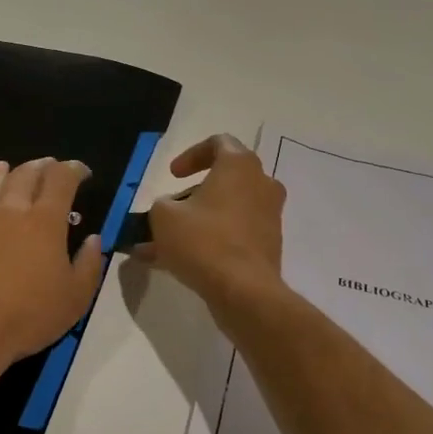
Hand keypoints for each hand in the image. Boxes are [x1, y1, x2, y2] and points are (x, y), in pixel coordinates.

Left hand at [0, 158, 104, 374]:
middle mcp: (11, 213)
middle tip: (48, 166)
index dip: (73, 169)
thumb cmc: (30, 315)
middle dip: (39, 166)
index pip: (61, 180)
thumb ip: (90, 264)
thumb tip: (94, 239)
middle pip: (24, 176)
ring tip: (4, 166)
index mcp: (44, 221)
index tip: (83, 172)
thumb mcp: (76, 296)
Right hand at [135, 135, 284, 308]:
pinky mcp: (269, 244)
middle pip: (225, 178)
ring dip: (199, 220)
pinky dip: (211, 240)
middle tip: (170, 209)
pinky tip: (179, 263)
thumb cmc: (203, 241)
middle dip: (193, 193)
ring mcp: (269, 215)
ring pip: (228, 209)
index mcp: (239, 165)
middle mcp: (261, 184)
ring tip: (165, 244)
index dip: (191, 155)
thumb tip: (171, 208)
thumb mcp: (164, 216)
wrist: (244, 291)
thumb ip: (163, 204)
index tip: (173, 175)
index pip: (219, 143)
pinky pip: (235, 233)